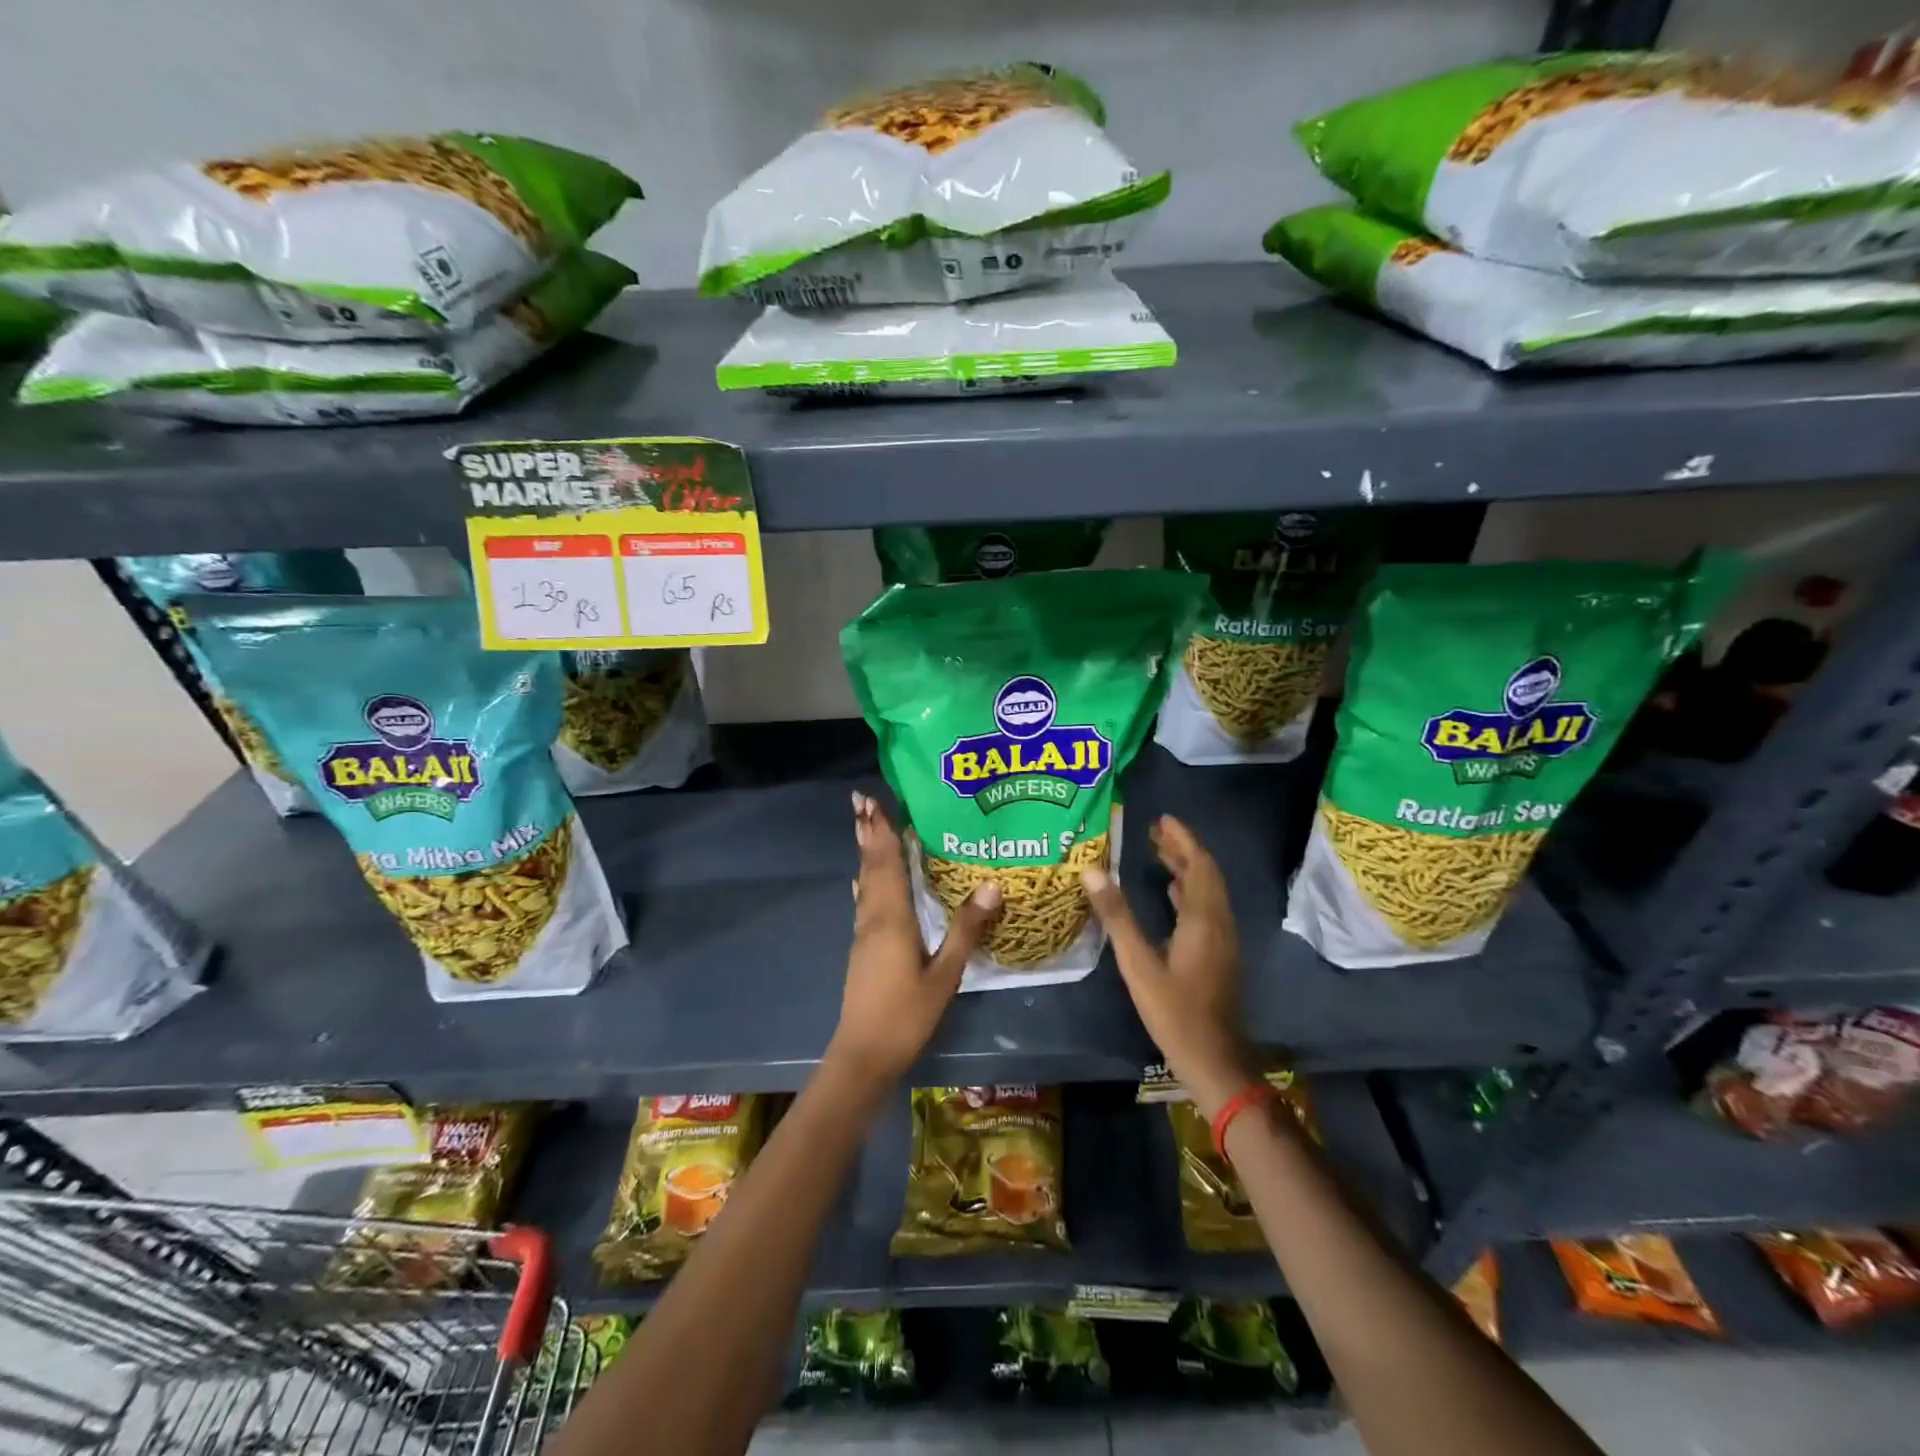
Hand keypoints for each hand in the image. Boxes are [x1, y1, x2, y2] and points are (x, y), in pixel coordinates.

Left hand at [825, 791, 1000, 1092]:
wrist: (864, 1054)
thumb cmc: (907, 1015)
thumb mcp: (945, 975)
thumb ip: (965, 930)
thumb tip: (991, 886)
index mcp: (892, 918)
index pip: (887, 864)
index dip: (882, 831)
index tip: (871, 801)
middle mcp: (873, 917)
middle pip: (871, 866)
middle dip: (869, 832)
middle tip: (862, 801)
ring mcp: (863, 933)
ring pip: (865, 881)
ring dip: (866, 852)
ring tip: (866, 827)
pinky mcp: (862, 947)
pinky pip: (865, 900)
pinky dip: (866, 879)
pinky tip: (864, 880)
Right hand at [1082, 815, 1257, 1119]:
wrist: (1214, 1060)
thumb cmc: (1174, 1011)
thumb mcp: (1138, 963)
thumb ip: (1117, 916)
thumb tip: (1093, 871)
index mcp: (1203, 919)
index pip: (1198, 865)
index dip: (1182, 839)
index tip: (1162, 819)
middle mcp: (1218, 923)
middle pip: (1205, 875)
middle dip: (1183, 850)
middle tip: (1155, 832)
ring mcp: (1221, 941)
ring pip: (1207, 892)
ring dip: (1186, 870)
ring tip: (1159, 854)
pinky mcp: (1217, 955)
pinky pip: (1204, 909)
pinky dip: (1187, 892)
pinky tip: (1170, 895)